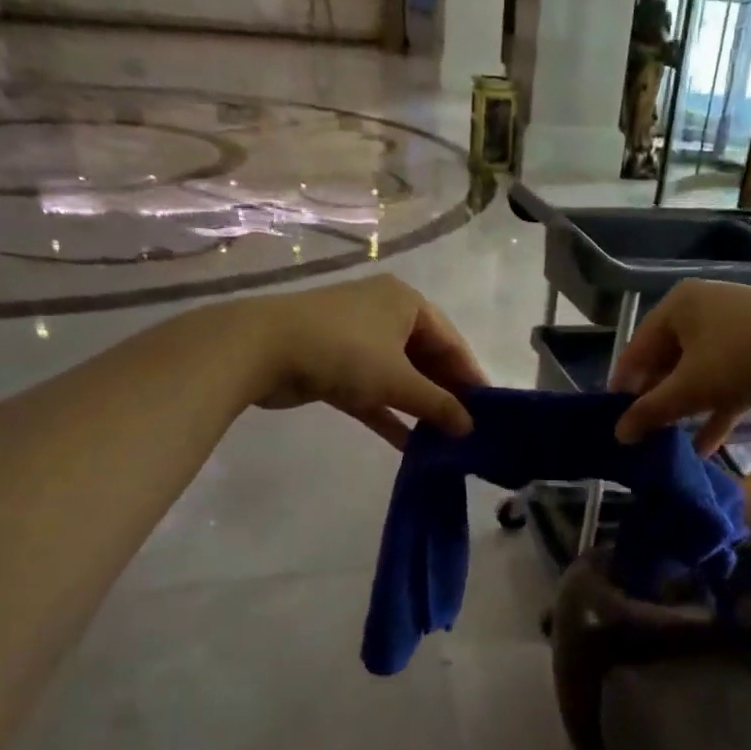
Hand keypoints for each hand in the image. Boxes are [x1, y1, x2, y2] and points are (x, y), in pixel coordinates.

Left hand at [235, 274, 487, 447]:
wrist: (261, 349)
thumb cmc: (344, 352)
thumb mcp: (398, 380)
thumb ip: (437, 405)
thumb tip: (470, 428)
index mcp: (407, 303)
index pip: (452, 342)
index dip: (471, 378)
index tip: (489, 411)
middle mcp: (385, 314)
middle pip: (426, 359)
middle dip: (444, 395)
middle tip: (466, 430)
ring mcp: (357, 340)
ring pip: (399, 377)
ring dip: (418, 408)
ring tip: (443, 441)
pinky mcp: (334, 365)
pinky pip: (372, 391)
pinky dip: (388, 414)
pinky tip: (409, 446)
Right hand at [612, 280, 750, 452]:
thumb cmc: (746, 356)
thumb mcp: (692, 387)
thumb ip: (651, 411)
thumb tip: (618, 434)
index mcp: (677, 307)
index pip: (637, 350)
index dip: (623, 387)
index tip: (613, 422)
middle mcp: (702, 312)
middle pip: (666, 362)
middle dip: (656, 401)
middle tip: (641, 436)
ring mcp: (733, 331)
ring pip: (697, 375)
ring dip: (684, 410)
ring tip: (666, 444)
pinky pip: (725, 384)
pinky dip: (714, 412)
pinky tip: (703, 447)